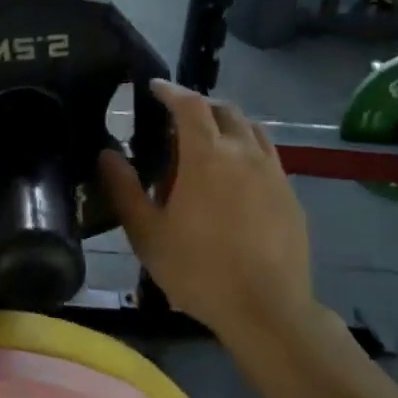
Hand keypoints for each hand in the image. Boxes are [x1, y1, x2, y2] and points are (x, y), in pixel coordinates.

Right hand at [98, 80, 313, 338]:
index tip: (154, 88)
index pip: (190, 104)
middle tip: (177, 120)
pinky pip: (268, 157)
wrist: (266, 309)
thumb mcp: (146, 232)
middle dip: (199, 105)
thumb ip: (124, 189)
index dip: (170, 90)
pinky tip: (235, 179)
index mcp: (206, 156)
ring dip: (228, 125)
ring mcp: (273, 173)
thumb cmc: (198, 269)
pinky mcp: (290, 195)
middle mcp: (244, 153)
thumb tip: (106, 154)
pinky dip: (247, 151)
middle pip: (225, 110)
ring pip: (253, 130)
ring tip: (209, 143)